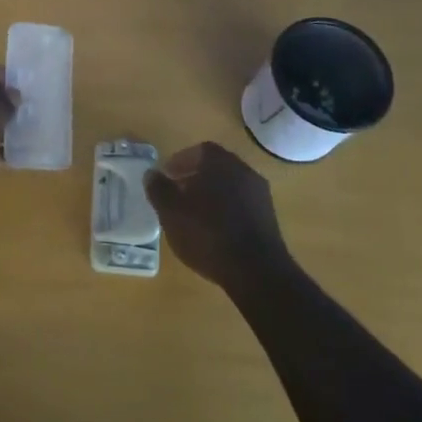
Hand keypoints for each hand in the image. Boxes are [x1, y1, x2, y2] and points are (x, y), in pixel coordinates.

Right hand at [145, 142, 290, 291]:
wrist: (256, 271)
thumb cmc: (207, 234)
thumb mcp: (171, 212)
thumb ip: (159, 189)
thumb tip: (151, 173)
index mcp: (219, 162)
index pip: (198, 150)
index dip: (180, 162)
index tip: (168, 177)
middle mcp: (243, 170)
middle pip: (215, 167)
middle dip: (195, 177)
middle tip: (178, 195)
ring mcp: (259, 194)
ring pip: (229, 186)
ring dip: (212, 195)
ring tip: (195, 215)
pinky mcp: (269, 218)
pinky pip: (242, 204)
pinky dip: (226, 210)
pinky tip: (216, 230)